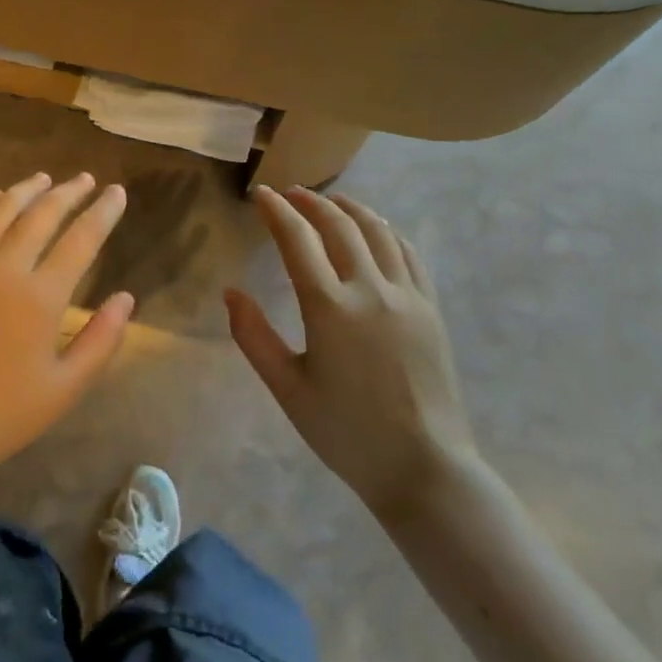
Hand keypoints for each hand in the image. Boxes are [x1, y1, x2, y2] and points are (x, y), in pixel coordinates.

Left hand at [0, 173, 133, 484]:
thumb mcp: (66, 388)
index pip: (81, 239)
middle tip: (85, 179)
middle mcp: (4, 267)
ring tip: (43, 179)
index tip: (116, 193)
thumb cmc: (3, 413)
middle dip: (68, 193)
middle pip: (41, 214)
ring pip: (0, 210)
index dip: (103, 212)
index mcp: (41, 295)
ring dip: (26, 190)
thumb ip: (101, 340)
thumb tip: (126, 299)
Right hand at [229, 186, 477, 518]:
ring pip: (378, 231)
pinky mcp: (431, 308)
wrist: (423, 467)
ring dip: (351, 209)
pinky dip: (387, 232)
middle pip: (338, 225)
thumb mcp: (287, 389)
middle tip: (292, 194)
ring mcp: (407, 295)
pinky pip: (409, 254)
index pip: (297, 239)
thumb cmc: (347, 433)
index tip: (262, 195)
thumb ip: (253, 336)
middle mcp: (370, 289)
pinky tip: (378, 231)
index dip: (277, 211)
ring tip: (332, 201)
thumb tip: (231, 292)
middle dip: (311, 203)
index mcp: (330, 307)